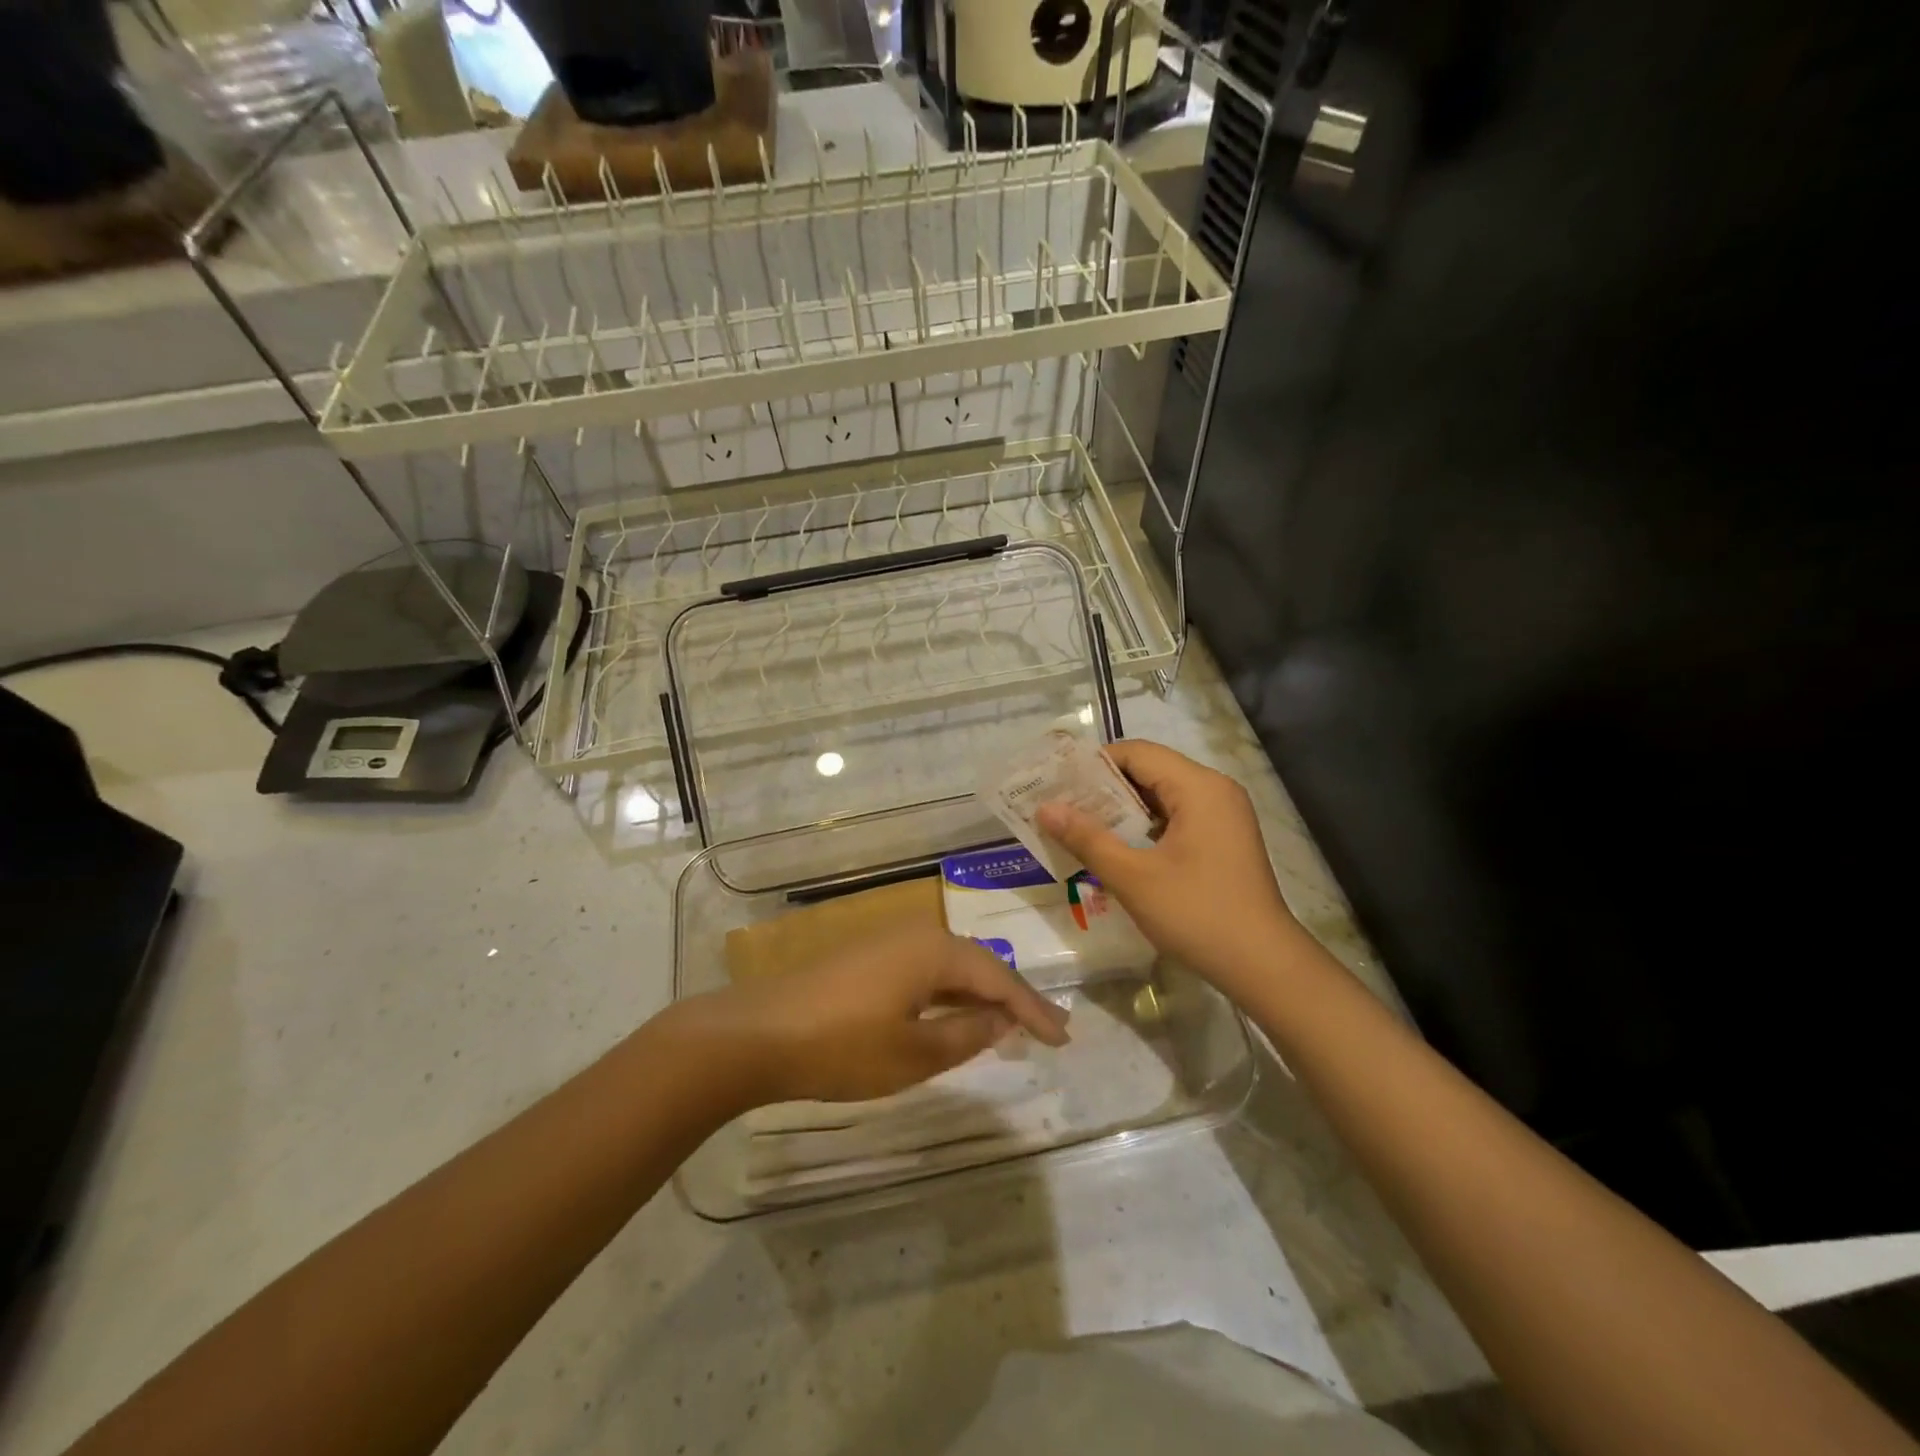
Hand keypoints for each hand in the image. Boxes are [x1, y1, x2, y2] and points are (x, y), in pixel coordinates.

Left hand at [683, 924, 1070, 1104]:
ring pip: (950, 967)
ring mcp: (888, 942)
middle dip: (1011, 998)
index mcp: (935, 950)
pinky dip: (948, 995)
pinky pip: (924, 971)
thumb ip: (966, 1036)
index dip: (1034, 1009)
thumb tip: (1002, 1020)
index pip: (999, 979)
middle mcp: (917, 934)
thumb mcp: (913, 1053)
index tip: (1064, 1037)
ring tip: (1008, 1024)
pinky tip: (953, 1015)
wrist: (757, 1033)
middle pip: (977, 965)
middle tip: (1045, 1028)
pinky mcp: (866, 957)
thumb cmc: (841, 1046)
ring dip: (979, 995)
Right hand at [1037, 740, 1300, 987]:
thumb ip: (1087, 838)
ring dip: (1122, 809)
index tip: (1057, 785)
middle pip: (1149, 770)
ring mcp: (1223, 815)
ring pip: (1161, 795)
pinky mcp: (1223, 839)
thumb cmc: (1197, 915)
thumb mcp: (1133, 877)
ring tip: (1080, 827)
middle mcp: (1214, 790)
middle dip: (1103, 788)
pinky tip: (1116, 848)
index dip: (1093, 764)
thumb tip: (1044, 808)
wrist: (1264, 965)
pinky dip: (1144, 826)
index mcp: (1198, 787)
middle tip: (1061, 807)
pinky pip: (1176, 817)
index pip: (1136, 752)